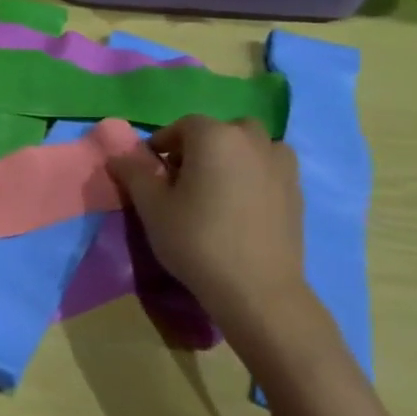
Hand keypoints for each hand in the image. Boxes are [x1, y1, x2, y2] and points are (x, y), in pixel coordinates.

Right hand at [105, 116, 331, 372]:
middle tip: (183, 177)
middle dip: (201, 145)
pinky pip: (270, 169)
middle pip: (222, 130)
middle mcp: (252, 141)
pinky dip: (254, 175)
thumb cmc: (196, 240)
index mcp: (214, 137)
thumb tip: (118, 156)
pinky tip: (240, 206)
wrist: (257, 290)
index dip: (162, 144)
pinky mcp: (298, 193)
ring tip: (215, 188)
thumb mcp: (151, 206)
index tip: (150, 170)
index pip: (182, 126)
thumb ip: (133, 173)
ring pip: (252, 146)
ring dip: (232, 156)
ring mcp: (281, 166)